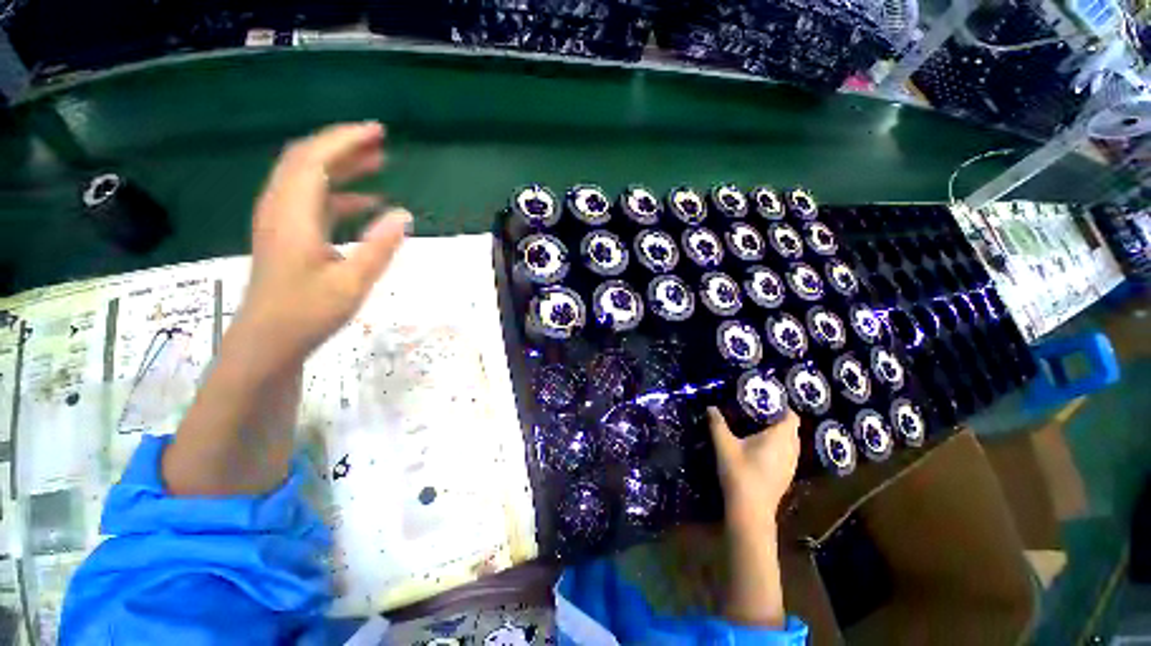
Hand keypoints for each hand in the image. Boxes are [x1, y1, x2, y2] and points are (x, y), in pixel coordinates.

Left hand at [236, 121, 410, 368]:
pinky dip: (339, 193)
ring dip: (341, 166)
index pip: (315, 160)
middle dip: (343, 146)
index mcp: (293, 215)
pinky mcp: (287, 234)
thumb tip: (404, 214)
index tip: (377, 132)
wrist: (268, 341)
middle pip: (306, 161)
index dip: (345, 141)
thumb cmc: (307, 313)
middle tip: (379, 141)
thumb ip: (379, 247)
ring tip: (377, 162)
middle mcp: (281, 209)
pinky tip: (366, 201)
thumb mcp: (352, 283)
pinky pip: (312, 200)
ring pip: (308, 179)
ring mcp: (281, 221)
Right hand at [708, 406, 800, 530]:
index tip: (763, 398)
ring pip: (790, 441)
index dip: (781, 405)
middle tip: (755, 408)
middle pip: (791, 427)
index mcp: (781, 438)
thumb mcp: (724, 445)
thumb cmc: (740, 473)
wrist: (750, 511)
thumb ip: (717, 424)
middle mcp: (791, 449)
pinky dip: (778, 444)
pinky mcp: (786, 475)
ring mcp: (791, 464)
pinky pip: (787, 452)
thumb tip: (710, 406)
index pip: (791, 415)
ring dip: (778, 431)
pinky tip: (760, 447)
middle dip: (777, 416)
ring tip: (756, 424)